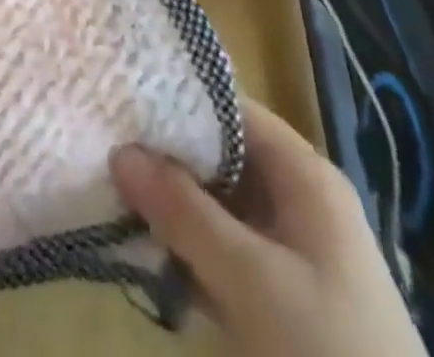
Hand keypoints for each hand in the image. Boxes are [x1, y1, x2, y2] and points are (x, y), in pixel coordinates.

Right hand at [111, 100, 423, 356]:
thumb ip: (183, 211)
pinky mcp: (286, 302)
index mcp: (305, 177)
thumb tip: (120, 152)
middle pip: (225, 158)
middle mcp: (301, 202)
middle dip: (169, 157)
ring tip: (112, 193)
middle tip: (107, 149)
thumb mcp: (249, 281)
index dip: (180, 101)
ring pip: (222, 208)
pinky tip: (148, 252)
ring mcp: (295, 255)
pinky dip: (193, 250)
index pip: (234, 111)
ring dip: (175, 206)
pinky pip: (229, 254)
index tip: (124, 102)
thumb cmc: (325, 355)